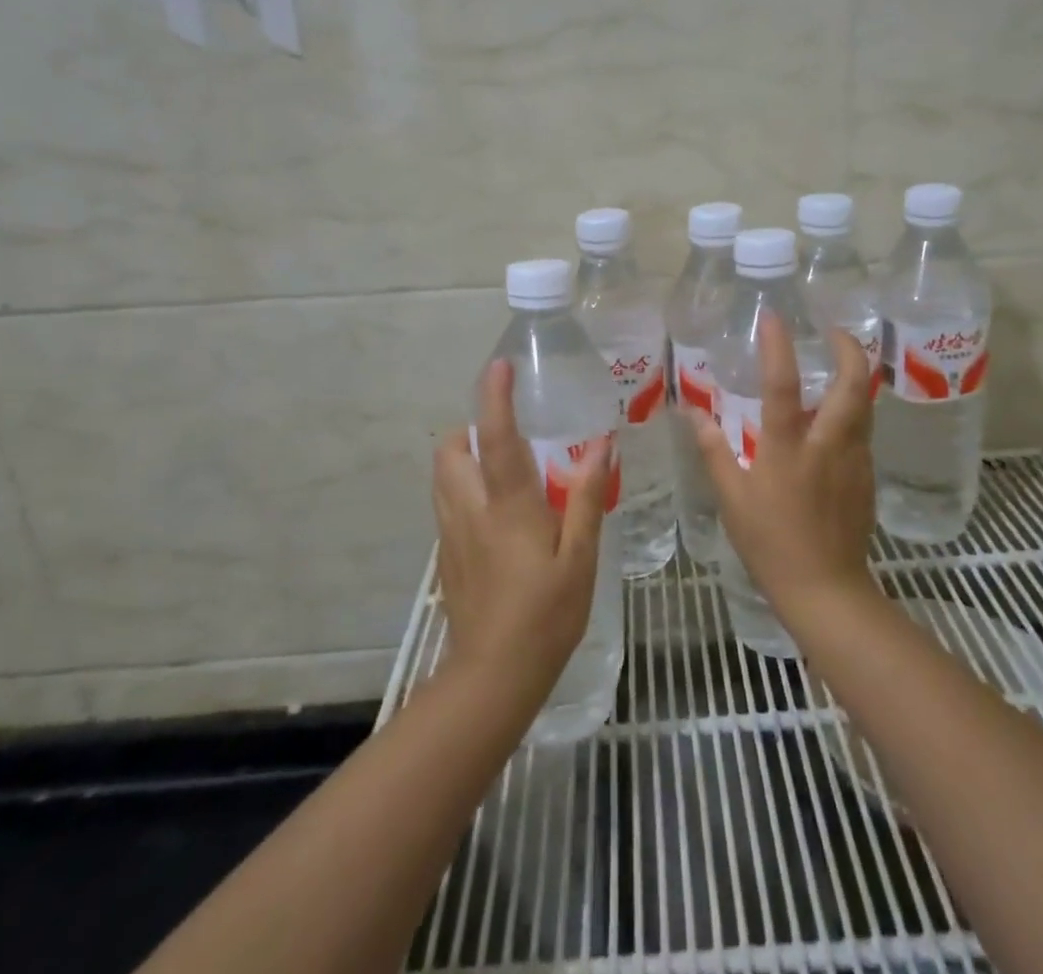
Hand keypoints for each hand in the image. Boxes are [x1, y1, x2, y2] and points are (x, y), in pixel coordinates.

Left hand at [432, 359, 613, 706]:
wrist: (492, 676)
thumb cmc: (546, 615)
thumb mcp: (580, 557)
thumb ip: (587, 497)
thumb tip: (600, 446)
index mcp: (508, 506)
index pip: (497, 437)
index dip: (496, 397)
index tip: (500, 366)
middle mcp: (471, 509)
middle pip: (451, 449)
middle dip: (471, 428)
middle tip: (507, 435)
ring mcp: (451, 533)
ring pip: (442, 474)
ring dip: (463, 456)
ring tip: (500, 467)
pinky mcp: (445, 554)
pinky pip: (446, 501)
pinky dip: (461, 486)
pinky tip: (493, 511)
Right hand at [684, 318, 879, 622]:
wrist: (826, 591)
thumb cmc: (771, 544)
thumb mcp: (732, 499)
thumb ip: (714, 451)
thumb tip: (693, 414)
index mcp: (788, 448)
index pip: (783, 385)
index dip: (778, 346)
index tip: (774, 317)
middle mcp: (828, 444)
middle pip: (854, 384)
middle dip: (849, 349)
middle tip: (833, 332)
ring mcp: (855, 460)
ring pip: (866, 405)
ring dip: (856, 377)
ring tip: (838, 365)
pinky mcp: (867, 477)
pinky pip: (863, 431)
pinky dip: (854, 411)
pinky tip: (835, 419)